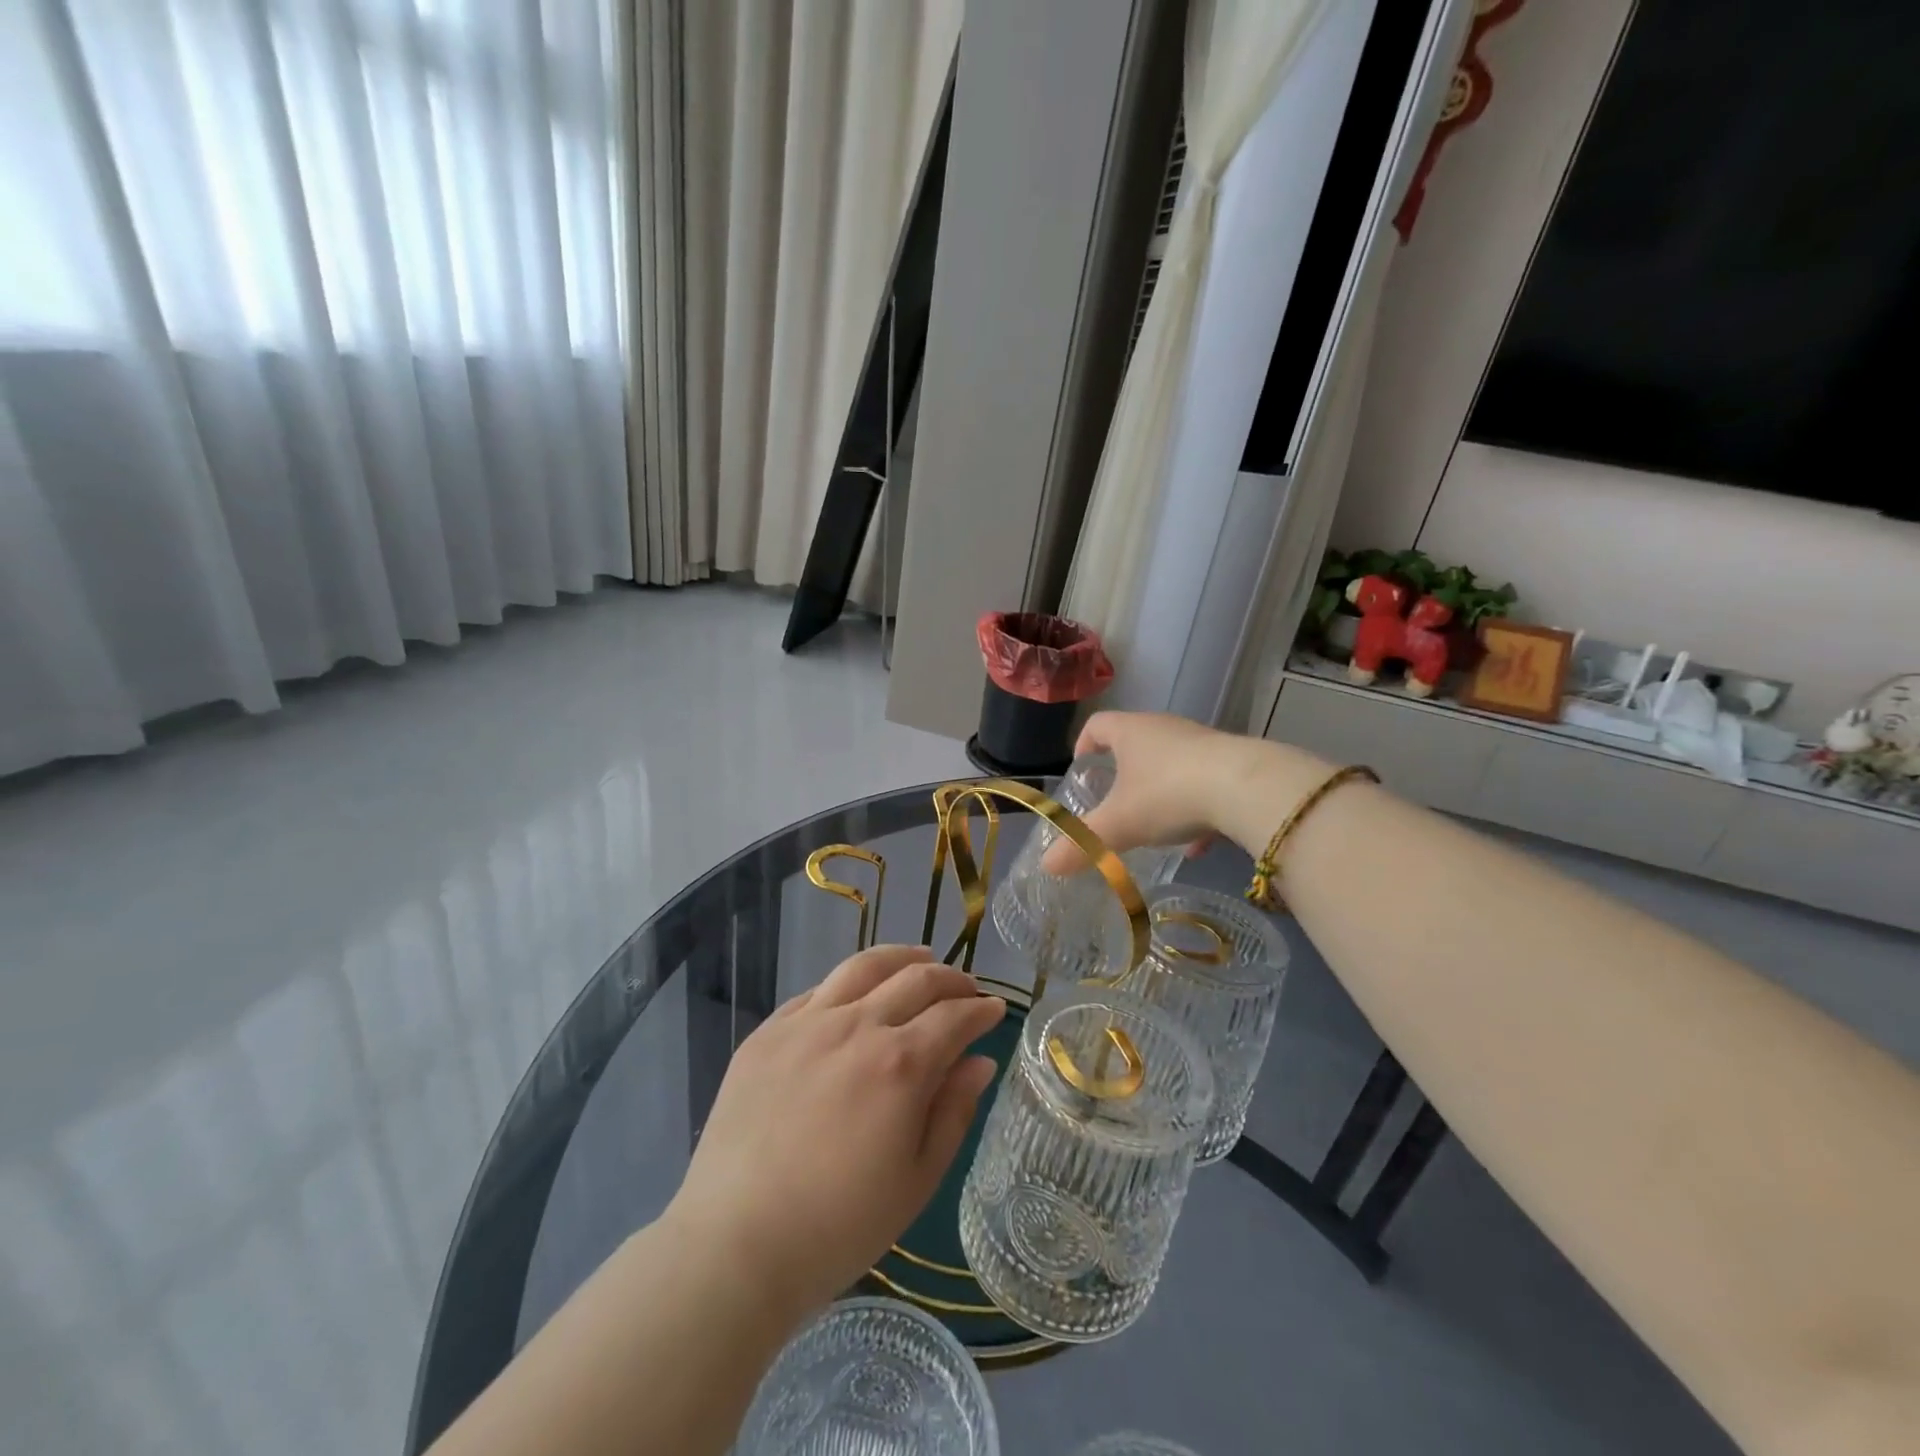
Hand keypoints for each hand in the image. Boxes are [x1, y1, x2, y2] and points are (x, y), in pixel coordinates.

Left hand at [663, 945, 1005, 1320]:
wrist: (736, 1244)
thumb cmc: (839, 1226)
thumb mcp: (917, 1179)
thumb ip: (953, 1111)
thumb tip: (979, 1061)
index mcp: (900, 1063)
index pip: (954, 1016)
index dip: (981, 1009)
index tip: (995, 1009)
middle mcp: (857, 1025)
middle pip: (915, 979)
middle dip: (951, 979)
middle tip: (965, 989)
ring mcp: (807, 1022)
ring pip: (864, 966)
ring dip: (902, 958)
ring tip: (920, 959)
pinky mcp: (768, 1031)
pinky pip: (818, 990)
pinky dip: (850, 983)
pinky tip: (857, 994)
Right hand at [1041, 711, 1250, 870]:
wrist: (1248, 788)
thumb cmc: (1168, 794)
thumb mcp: (1119, 824)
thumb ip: (1083, 844)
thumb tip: (1047, 865)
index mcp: (1131, 731)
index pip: (1098, 725)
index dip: (1084, 744)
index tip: (1081, 769)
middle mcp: (1165, 729)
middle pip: (1136, 742)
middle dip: (1124, 772)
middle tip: (1115, 801)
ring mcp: (1203, 743)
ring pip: (1173, 764)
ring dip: (1162, 792)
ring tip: (1156, 827)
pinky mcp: (1234, 763)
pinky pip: (1206, 783)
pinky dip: (1196, 809)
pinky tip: (1198, 844)